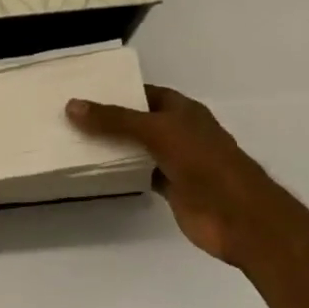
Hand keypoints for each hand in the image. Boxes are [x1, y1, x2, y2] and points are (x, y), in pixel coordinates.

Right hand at [66, 85, 308, 268]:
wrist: (238, 216)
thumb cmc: (203, 162)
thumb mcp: (156, 132)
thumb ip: (115, 120)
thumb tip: (72, 105)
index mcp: (182, 110)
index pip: (145, 93)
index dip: (118, 91)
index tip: (84, 92)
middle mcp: (179, 132)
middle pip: (139, 121)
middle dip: (109, 120)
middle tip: (70, 117)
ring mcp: (177, 161)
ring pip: (138, 149)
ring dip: (113, 148)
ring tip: (74, 141)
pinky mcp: (173, 188)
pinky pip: (141, 175)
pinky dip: (122, 173)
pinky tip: (96, 172)